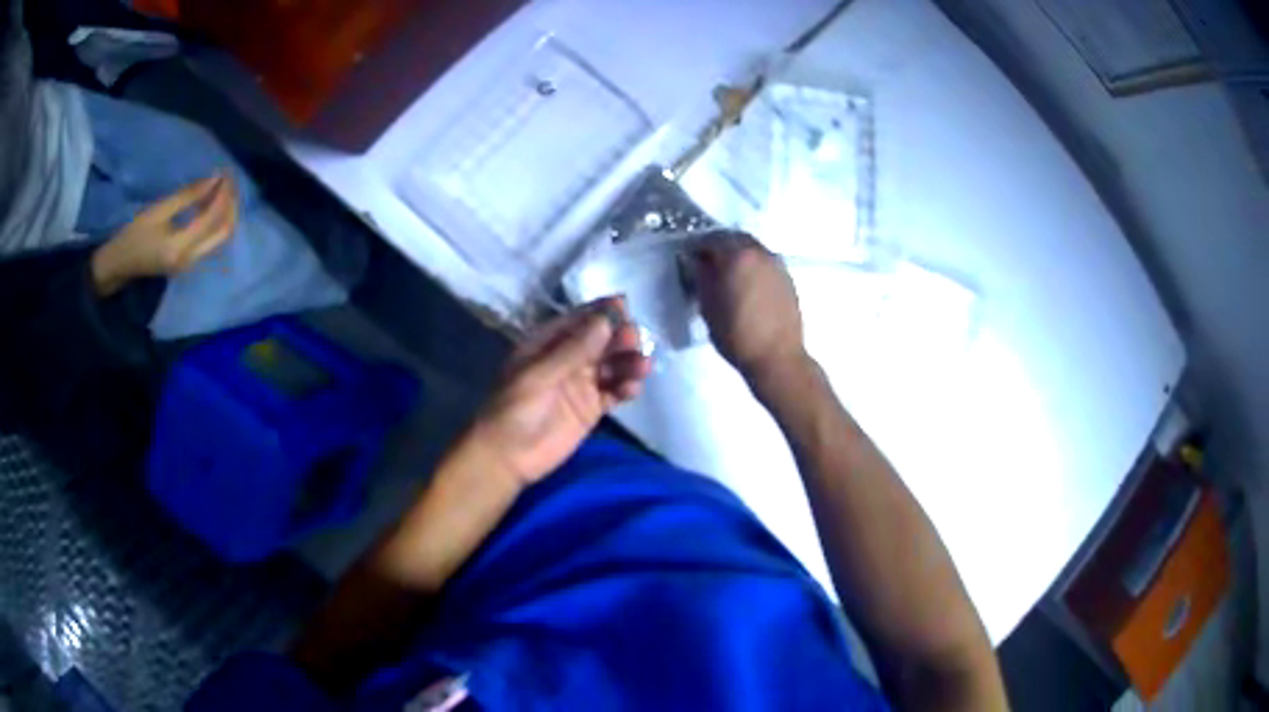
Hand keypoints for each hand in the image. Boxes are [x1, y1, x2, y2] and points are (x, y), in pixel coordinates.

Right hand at [91, 174, 238, 295]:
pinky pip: (211, 240)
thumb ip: (187, 196)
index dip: (222, 194)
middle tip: (229, 180)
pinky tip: (212, 201)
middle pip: (223, 232)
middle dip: (231, 204)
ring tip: (222, 187)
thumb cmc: (134, 234)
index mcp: (181, 248)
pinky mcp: (189, 262)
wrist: (120, 264)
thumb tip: (214, 179)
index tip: (225, 172)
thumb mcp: (159, 210)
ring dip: (225, 211)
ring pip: (220, 237)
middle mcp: (191, 260)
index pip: (212, 219)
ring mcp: (191, 264)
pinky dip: (216, 220)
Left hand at [468, 298, 651, 486]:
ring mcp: (580, 384)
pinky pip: (614, 392)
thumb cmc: (514, 409)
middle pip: (600, 341)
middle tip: (635, 340)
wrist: (507, 457)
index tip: (625, 305)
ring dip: (628, 362)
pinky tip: (632, 389)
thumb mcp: (540, 375)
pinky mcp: (591, 409)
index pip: (579, 320)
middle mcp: (567, 359)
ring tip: (642, 366)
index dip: (601, 312)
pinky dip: (626, 388)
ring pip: (612, 365)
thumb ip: (574, 349)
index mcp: (547, 344)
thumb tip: (606, 320)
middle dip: (620, 337)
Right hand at [694, 232, 806, 379]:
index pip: (711, 238)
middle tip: (708, 264)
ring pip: (753, 249)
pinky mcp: (788, 279)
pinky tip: (747, 286)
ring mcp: (777, 264)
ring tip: (728, 276)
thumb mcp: (707, 306)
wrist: (777, 357)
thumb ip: (701, 277)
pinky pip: (765, 263)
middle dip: (720, 247)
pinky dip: (753, 267)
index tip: (689, 258)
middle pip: (735, 239)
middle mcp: (760, 252)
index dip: (697, 247)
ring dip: (738, 256)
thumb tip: (697, 261)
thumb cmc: (736, 334)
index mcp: (737, 255)